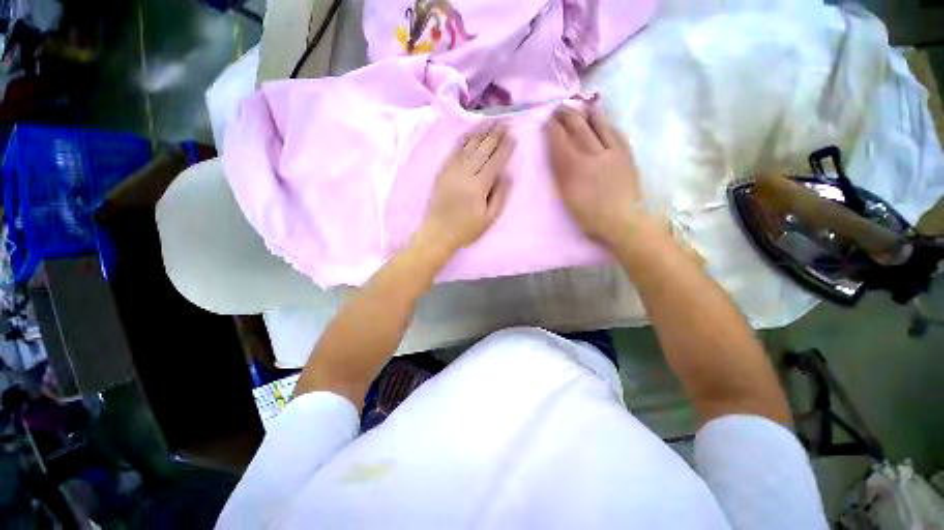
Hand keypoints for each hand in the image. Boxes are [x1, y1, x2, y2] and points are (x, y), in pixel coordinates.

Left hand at [420, 123, 514, 253]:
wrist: (436, 233)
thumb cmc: (466, 229)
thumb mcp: (489, 218)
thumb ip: (500, 195)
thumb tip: (508, 174)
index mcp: (479, 186)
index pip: (495, 161)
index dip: (505, 147)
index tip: (513, 135)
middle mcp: (465, 174)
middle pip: (482, 150)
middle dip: (495, 135)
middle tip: (504, 122)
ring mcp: (452, 171)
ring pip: (468, 147)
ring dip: (481, 133)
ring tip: (490, 122)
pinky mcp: (442, 171)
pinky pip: (454, 151)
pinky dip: (464, 140)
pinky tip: (471, 133)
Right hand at [545, 106, 644, 246]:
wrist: (627, 223)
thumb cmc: (593, 216)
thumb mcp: (568, 196)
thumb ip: (561, 171)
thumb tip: (556, 149)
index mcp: (575, 166)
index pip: (559, 138)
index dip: (551, 126)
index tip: (546, 119)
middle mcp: (593, 153)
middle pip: (578, 126)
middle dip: (566, 114)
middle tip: (559, 107)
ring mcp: (613, 152)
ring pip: (598, 124)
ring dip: (587, 114)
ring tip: (581, 108)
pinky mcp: (627, 155)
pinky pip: (616, 133)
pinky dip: (607, 124)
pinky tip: (603, 122)